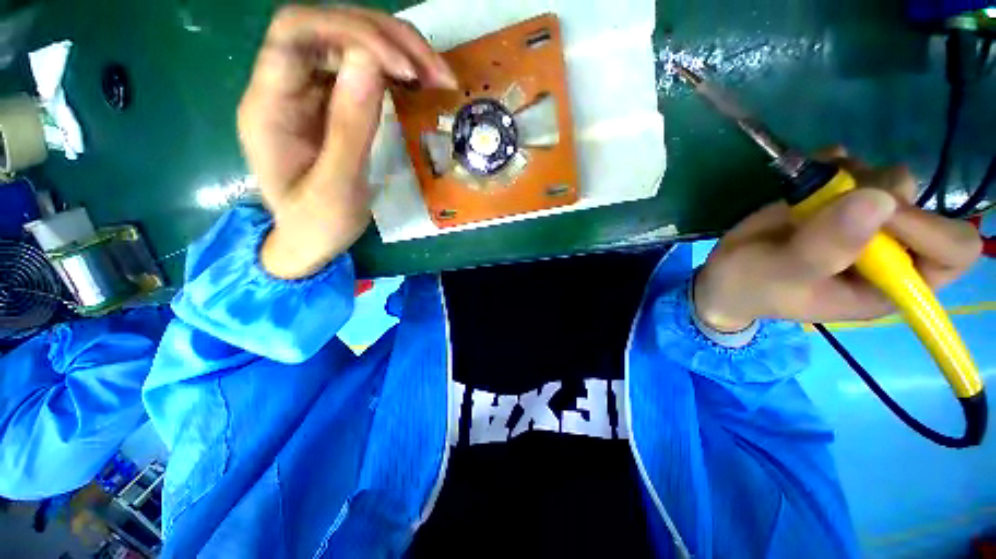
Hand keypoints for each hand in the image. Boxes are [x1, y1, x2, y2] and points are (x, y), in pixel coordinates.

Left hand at [238, 6, 456, 277]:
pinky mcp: (332, 104)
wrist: (309, 241)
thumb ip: (349, 128)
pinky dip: (396, 71)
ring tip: (438, 76)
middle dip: (387, 40)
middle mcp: (285, 86)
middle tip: (436, 72)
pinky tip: (421, 84)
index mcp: (269, 104)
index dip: (352, 33)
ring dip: (398, 51)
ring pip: (351, 44)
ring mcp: (310, 93)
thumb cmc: (316, 224)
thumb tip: (369, 62)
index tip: (404, 70)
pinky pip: (363, 71)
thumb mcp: (336, 187)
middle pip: (330, 29)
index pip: (297, 33)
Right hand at [693, 147, 982, 331]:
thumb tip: (879, 200)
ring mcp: (864, 223)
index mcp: (889, 285)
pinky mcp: (837, 202)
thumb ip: (824, 248)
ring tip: (812, 190)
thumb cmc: (751, 285)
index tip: (879, 215)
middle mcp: (889, 252)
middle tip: (833, 199)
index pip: (952, 252)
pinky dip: (836, 162)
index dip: (929, 229)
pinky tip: (811, 171)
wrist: (724, 274)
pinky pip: (856, 167)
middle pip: (923, 206)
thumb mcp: (781, 275)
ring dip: (854, 176)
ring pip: (891, 180)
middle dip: (880, 196)